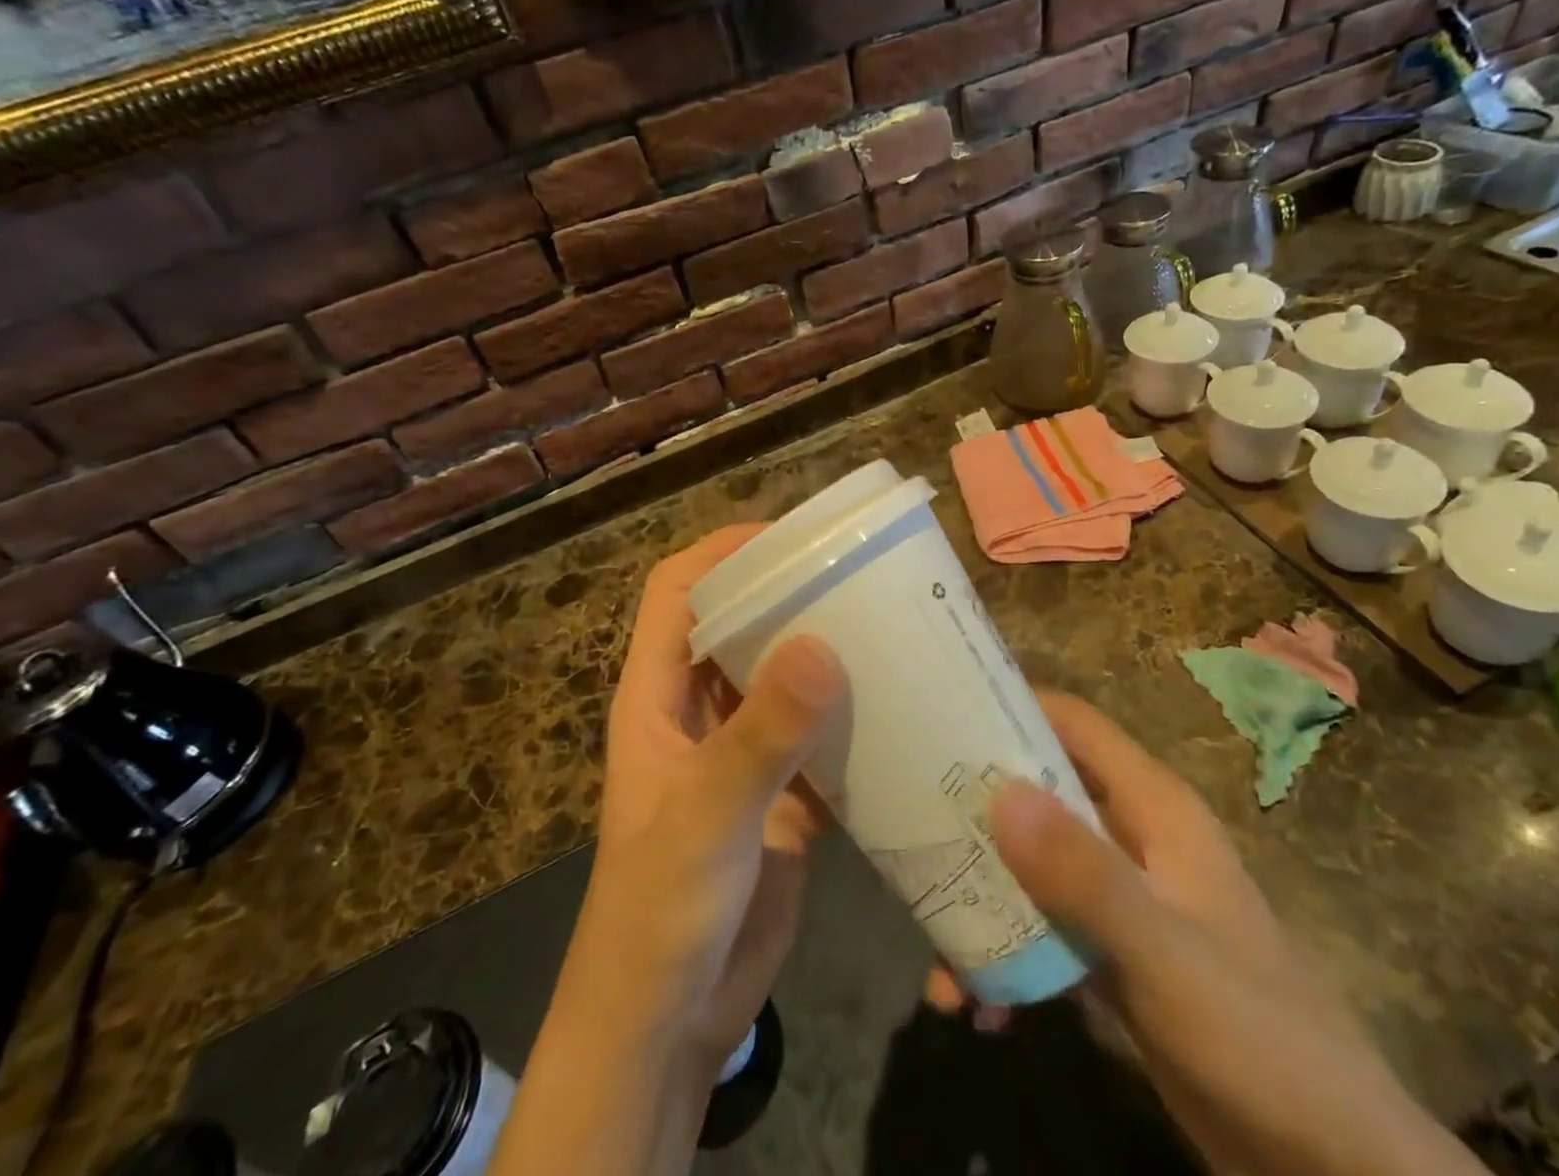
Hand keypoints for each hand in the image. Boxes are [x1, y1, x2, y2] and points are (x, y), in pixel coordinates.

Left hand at [497, 526, 846, 1175]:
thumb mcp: (707, 816)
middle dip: (790, 594)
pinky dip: (852, 716)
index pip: (677, 592)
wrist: (668, 1021)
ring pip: (783, 678)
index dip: (723, 552)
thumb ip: (762, 735)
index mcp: (658, 696)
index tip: (790, 538)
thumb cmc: (660, 909)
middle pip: (739, 625)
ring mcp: (742, 753)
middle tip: (860, 575)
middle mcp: (699, 711)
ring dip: (826, 653)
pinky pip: (819, 735)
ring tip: (891, 625)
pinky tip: (900, 704)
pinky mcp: (783, 794)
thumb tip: (823, 644)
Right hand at [977, 694, 1486, 1175]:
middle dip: (981, 813)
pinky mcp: (1116, 959)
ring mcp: (1124, 902)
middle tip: (914, 828)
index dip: (1013, 707)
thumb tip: (998, 791)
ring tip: (937, 952)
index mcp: (1154, 810)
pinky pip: (1045, 934)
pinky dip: (1010, 959)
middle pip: (1043, 794)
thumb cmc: (1260, 1040)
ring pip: (1036, 868)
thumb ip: (1085, 875)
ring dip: (986, 900)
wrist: (1336, 1173)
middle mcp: (1134, 840)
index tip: (942, 714)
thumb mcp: (1165, 955)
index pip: (1074, 725)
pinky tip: (980, 1007)